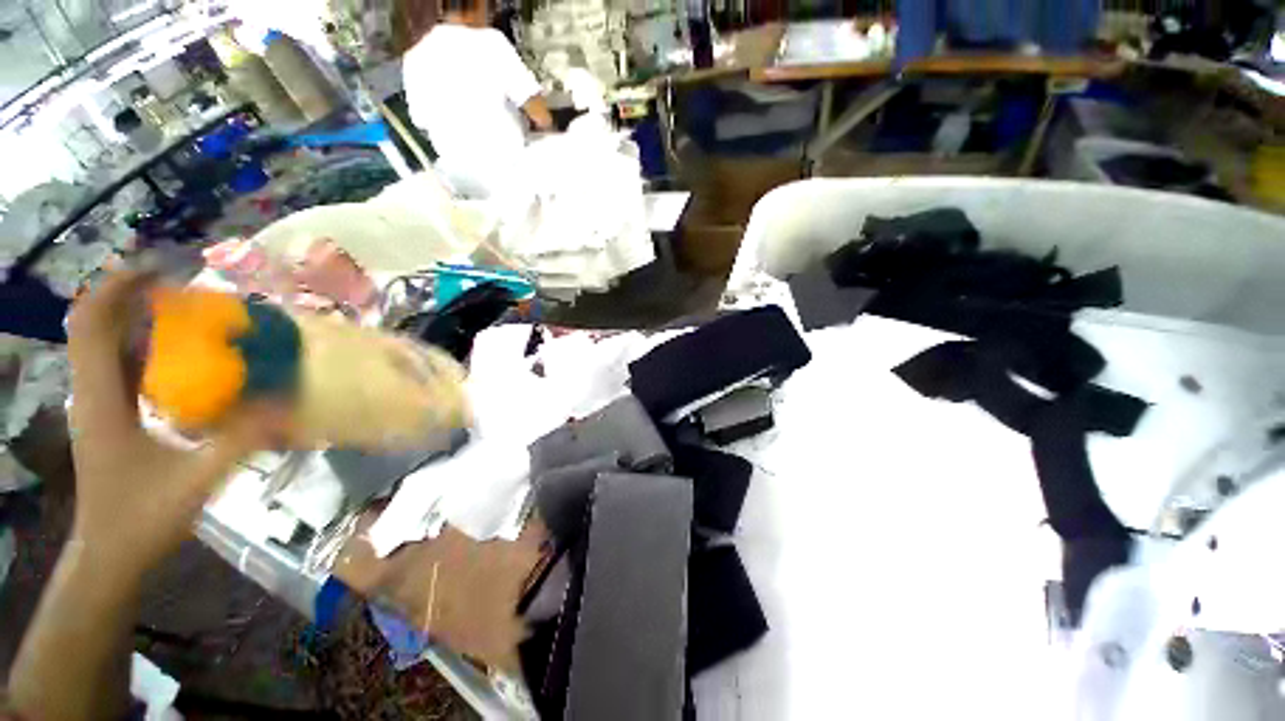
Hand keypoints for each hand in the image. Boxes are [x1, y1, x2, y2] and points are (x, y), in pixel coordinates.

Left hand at [65, 271, 269, 576]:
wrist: (108, 554)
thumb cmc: (142, 519)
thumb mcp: (196, 481)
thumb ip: (242, 440)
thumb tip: (288, 403)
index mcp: (102, 401)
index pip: (91, 325)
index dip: (117, 288)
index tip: (158, 268)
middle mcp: (93, 392)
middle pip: (95, 324)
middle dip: (130, 294)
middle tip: (182, 285)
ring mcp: (98, 404)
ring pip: (106, 343)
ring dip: (138, 318)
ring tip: (186, 310)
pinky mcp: (109, 415)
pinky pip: (121, 365)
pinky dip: (144, 347)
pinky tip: (181, 354)